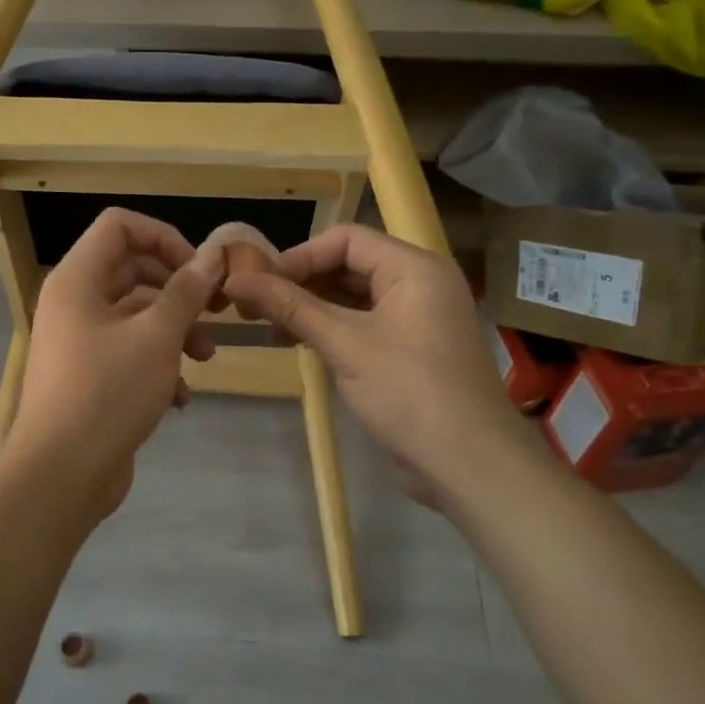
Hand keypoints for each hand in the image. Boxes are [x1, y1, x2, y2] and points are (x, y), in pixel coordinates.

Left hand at [1, 208, 219, 518]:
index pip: (119, 227)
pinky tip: (180, 398)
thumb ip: (185, 293)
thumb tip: (212, 258)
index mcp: (77, 280)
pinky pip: (128, 353)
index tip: (199, 269)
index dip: (163, 237)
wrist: (61, 474)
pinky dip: (157, 365)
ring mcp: (79, 342)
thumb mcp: (157, 338)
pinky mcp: (89, 377)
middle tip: (215, 309)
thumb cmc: (108, 392)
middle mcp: (74, 304)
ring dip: (175, 330)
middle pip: (131, 270)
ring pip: (135, 316)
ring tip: (207, 358)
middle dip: (177, 288)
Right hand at [223, 225, 541, 514]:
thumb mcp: (344, 344)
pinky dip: (331, 329)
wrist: (469, 464)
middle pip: (349, 265)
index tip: (259, 282)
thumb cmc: (408, 391)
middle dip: (301, 283)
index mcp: (414, 268)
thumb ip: (290, 306)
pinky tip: (299, 344)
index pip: (346, 240)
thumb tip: (235, 279)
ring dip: (311, 308)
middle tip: (255, 305)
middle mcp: (419, 284)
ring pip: (354, 297)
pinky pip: (364, 324)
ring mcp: (417, 318)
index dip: (299, 256)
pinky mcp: (410, 350)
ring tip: (270, 327)